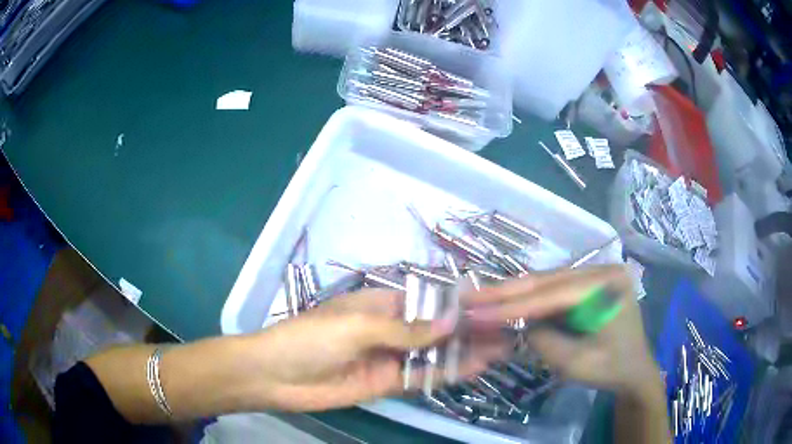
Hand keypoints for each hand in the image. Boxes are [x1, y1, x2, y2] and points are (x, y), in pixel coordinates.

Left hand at [243, 289, 508, 411]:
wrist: (276, 376)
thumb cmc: (312, 339)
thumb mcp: (357, 328)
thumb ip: (406, 329)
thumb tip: (452, 321)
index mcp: (380, 305)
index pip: (428, 301)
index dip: (458, 304)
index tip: (491, 306)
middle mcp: (389, 329)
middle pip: (435, 329)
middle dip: (469, 330)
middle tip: (507, 330)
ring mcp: (389, 358)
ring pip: (434, 354)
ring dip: (465, 352)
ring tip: (502, 348)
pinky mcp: (386, 383)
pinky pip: (420, 376)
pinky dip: (446, 372)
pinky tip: (474, 368)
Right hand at [464, 266, 658, 394]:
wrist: (635, 371)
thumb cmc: (611, 369)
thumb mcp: (575, 363)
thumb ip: (544, 340)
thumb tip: (519, 323)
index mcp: (607, 286)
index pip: (552, 294)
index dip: (511, 304)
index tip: (475, 309)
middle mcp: (601, 270)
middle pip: (547, 280)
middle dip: (506, 291)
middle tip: (469, 295)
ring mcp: (595, 275)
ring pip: (547, 281)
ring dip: (515, 293)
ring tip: (481, 298)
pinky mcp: (588, 286)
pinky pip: (554, 290)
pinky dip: (530, 299)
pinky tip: (507, 301)